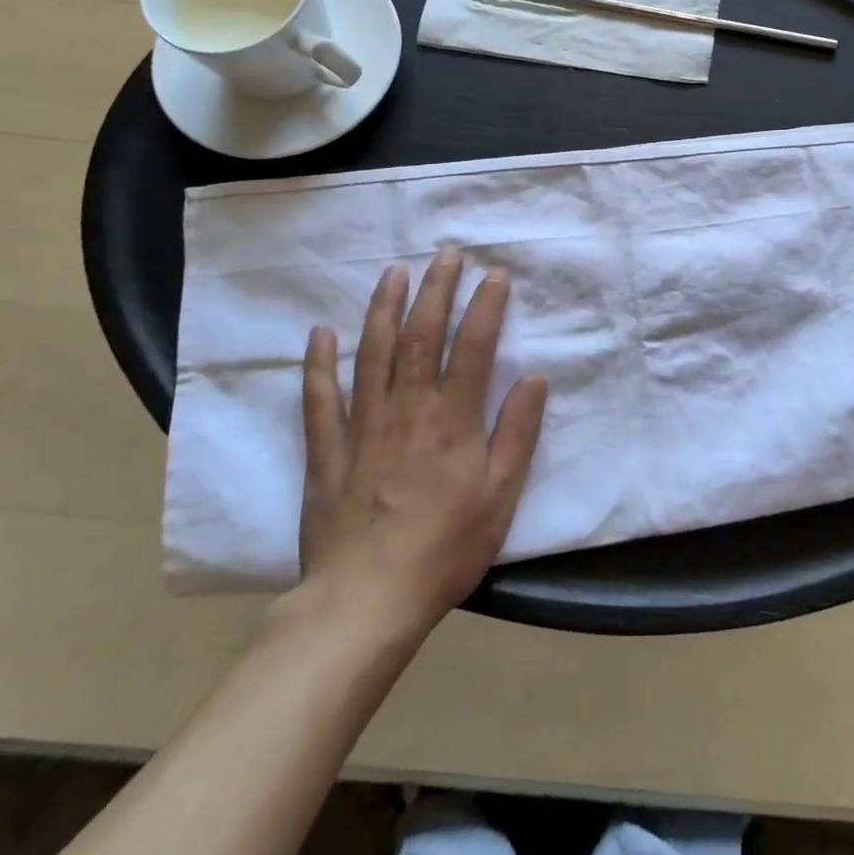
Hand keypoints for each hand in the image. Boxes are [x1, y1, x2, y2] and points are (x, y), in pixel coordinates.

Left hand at [296, 248, 547, 639]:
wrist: (365, 600)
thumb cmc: (445, 548)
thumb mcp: (500, 496)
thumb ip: (517, 433)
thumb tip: (534, 378)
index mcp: (452, 418)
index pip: (472, 346)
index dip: (485, 306)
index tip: (494, 275)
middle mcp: (407, 408)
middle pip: (421, 334)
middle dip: (435, 289)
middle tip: (446, 254)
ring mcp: (362, 424)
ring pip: (372, 352)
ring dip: (384, 307)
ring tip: (394, 272)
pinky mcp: (326, 449)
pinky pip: (319, 397)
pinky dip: (319, 362)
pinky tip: (321, 332)